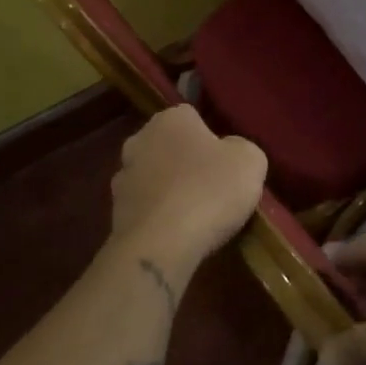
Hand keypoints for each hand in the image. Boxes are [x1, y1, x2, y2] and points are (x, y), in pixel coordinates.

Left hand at [111, 106, 266, 271]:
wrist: (160, 247)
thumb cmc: (209, 191)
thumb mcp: (250, 161)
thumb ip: (241, 148)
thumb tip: (229, 153)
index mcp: (170, 119)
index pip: (193, 117)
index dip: (211, 139)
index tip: (226, 161)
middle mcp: (139, 140)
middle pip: (170, 146)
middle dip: (186, 161)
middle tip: (212, 186)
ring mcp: (122, 178)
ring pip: (154, 177)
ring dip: (170, 190)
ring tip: (195, 216)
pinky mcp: (114, 214)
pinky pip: (146, 208)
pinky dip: (159, 217)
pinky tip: (177, 234)